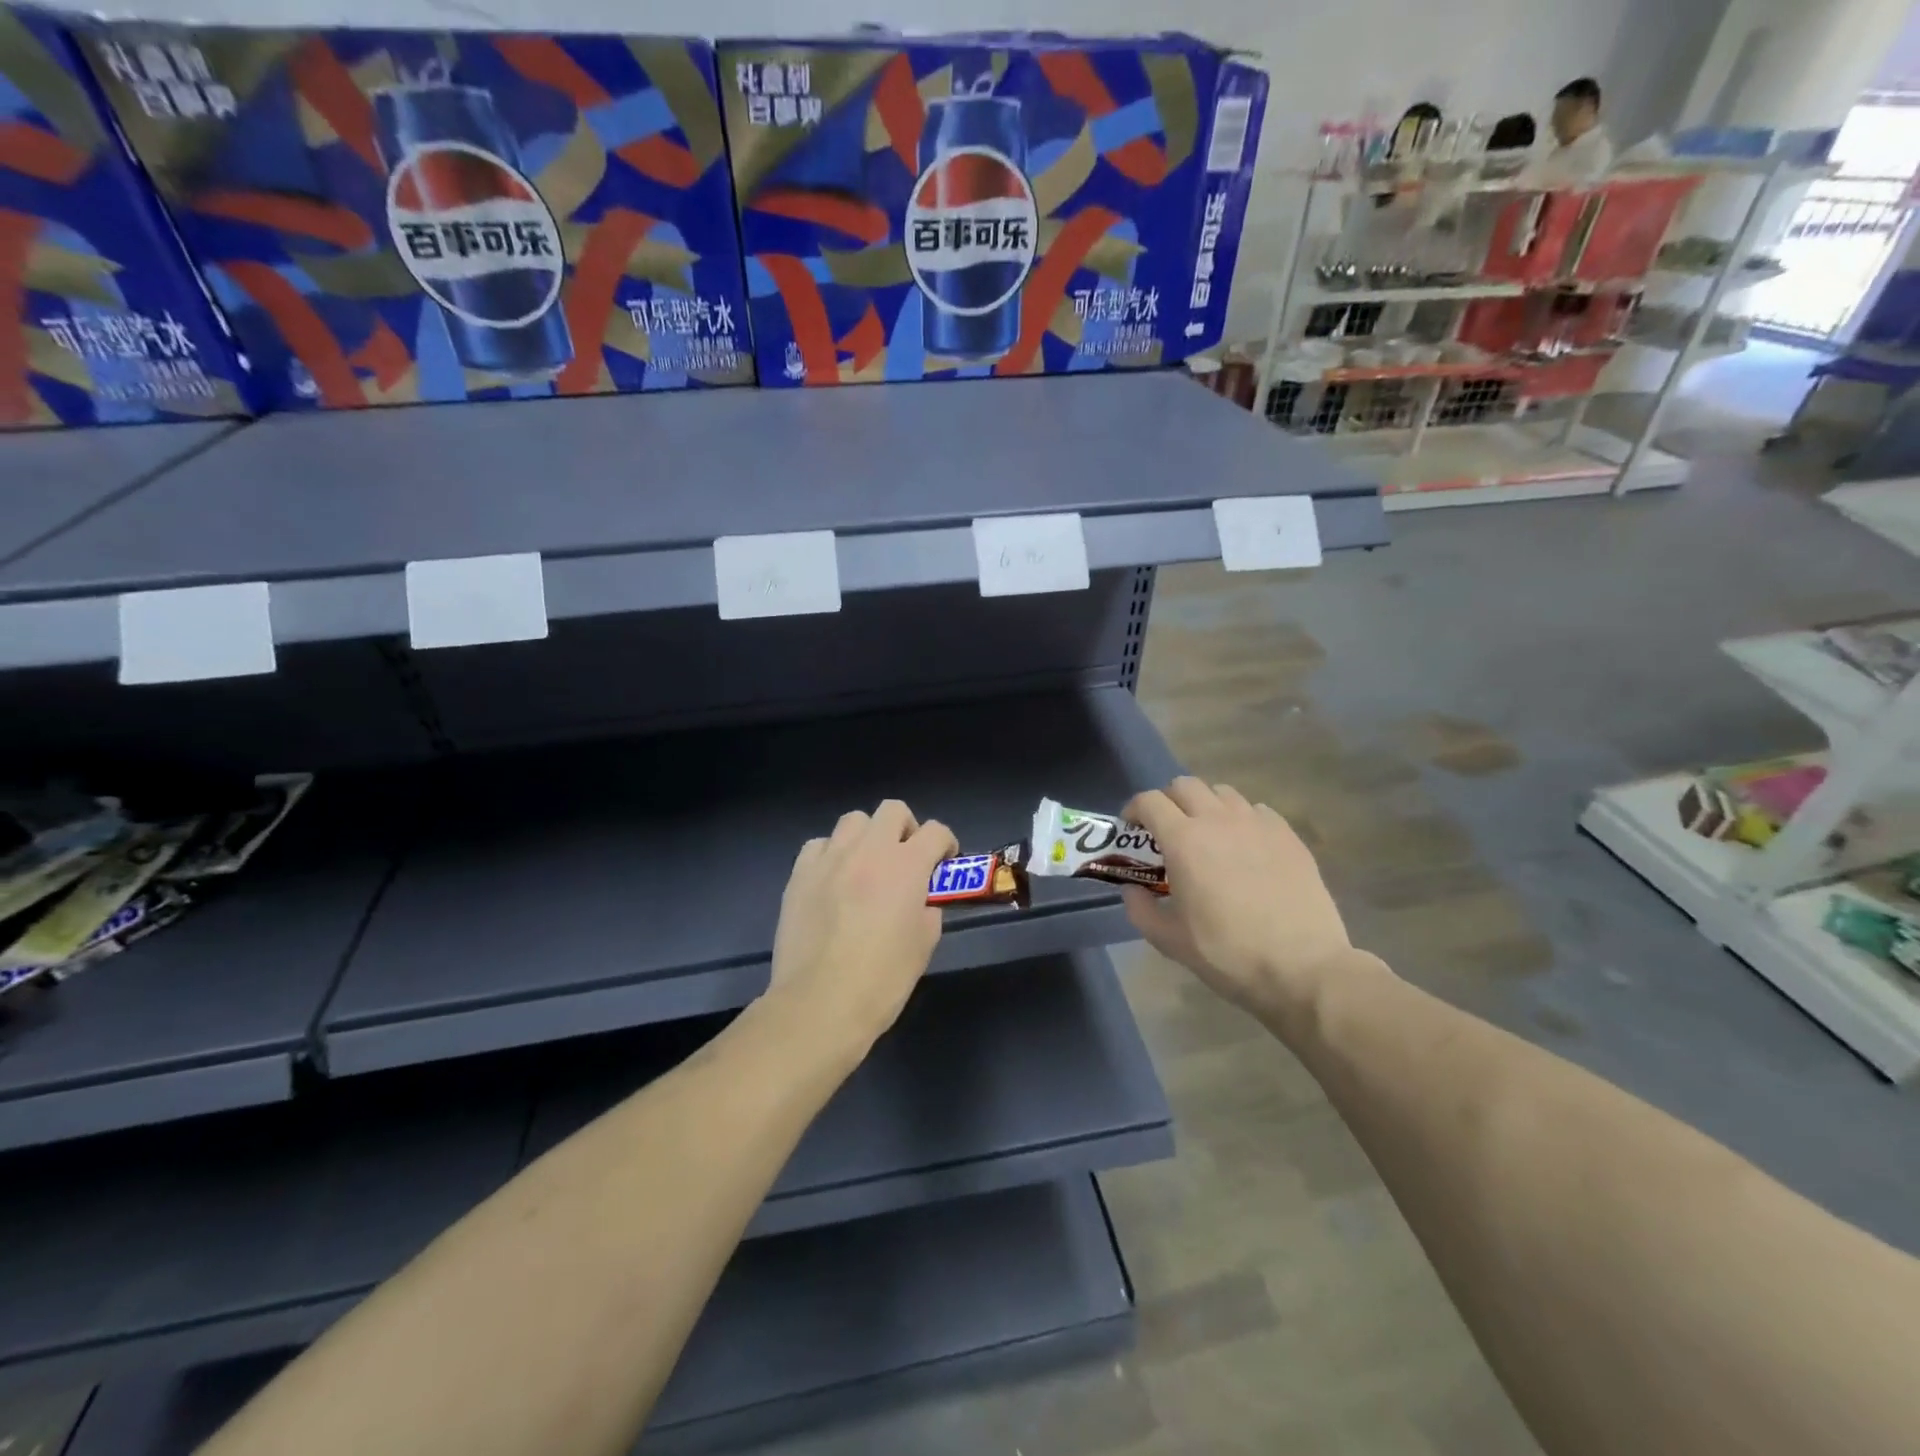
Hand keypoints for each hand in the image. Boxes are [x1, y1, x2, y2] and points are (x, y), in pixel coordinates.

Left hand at [769, 800, 956, 1053]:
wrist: (820, 1002)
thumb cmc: (882, 979)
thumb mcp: (924, 945)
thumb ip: (927, 910)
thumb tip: (920, 900)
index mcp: (906, 866)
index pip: (936, 831)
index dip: (946, 843)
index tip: (944, 862)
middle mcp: (868, 851)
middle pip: (892, 810)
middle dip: (906, 829)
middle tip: (905, 858)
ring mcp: (830, 859)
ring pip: (853, 821)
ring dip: (867, 837)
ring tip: (866, 866)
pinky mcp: (799, 874)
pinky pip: (819, 846)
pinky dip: (831, 855)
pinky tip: (833, 880)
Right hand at [1122, 777, 1361, 1025]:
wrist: (1303, 967)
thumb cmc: (1228, 953)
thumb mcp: (1169, 940)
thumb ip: (1140, 908)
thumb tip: (1132, 889)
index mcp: (1184, 840)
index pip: (1149, 801)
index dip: (1134, 810)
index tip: (1132, 828)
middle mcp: (1218, 820)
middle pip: (1185, 785)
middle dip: (1169, 801)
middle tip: (1167, 830)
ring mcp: (1257, 824)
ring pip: (1222, 793)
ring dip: (1206, 806)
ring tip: (1208, 835)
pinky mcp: (1288, 835)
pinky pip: (1256, 810)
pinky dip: (1241, 819)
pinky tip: (1245, 847)